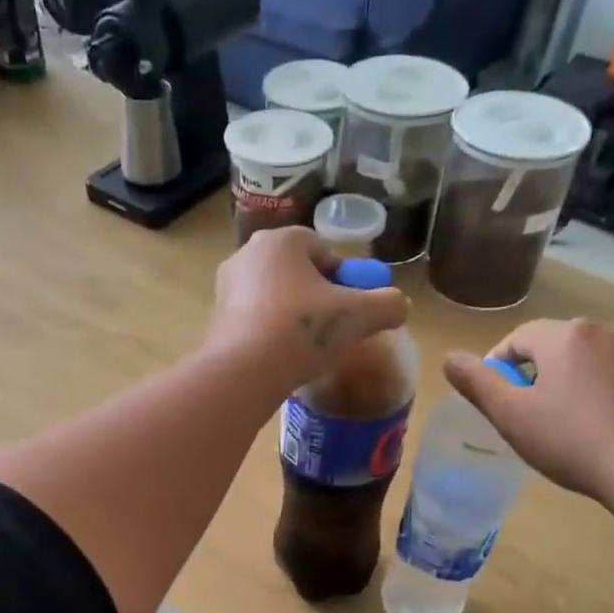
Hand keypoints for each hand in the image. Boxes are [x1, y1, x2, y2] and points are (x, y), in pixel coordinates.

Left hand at [204, 226, 408, 387]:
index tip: (354, 308)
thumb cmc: (303, 330)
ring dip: (293, 317)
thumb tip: (398, 305)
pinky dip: (270, 334)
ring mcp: (226, 288)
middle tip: (334, 328)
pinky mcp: (215, 320)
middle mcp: (247, 254)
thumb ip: (387, 305)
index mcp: (281, 240)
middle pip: (297, 273)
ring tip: (308, 348)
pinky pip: (254, 320)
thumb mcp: (359, 316)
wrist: (243, 372)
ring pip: (274, 298)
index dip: (345, 279)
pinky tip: (281, 358)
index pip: (323, 251)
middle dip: (318, 297)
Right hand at [443, 318, 613, 508]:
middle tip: (524, 417)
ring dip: (566, 385)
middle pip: (554, 347)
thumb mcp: (512, 416)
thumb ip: (477, 384)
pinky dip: (597, 397)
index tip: (493, 401)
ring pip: (586, 363)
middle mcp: (605, 332)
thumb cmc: (573, 441)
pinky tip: (597, 432)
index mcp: (565, 336)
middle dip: (532, 375)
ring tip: (560, 427)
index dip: (496, 367)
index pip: (516, 338)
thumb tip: (449, 358)